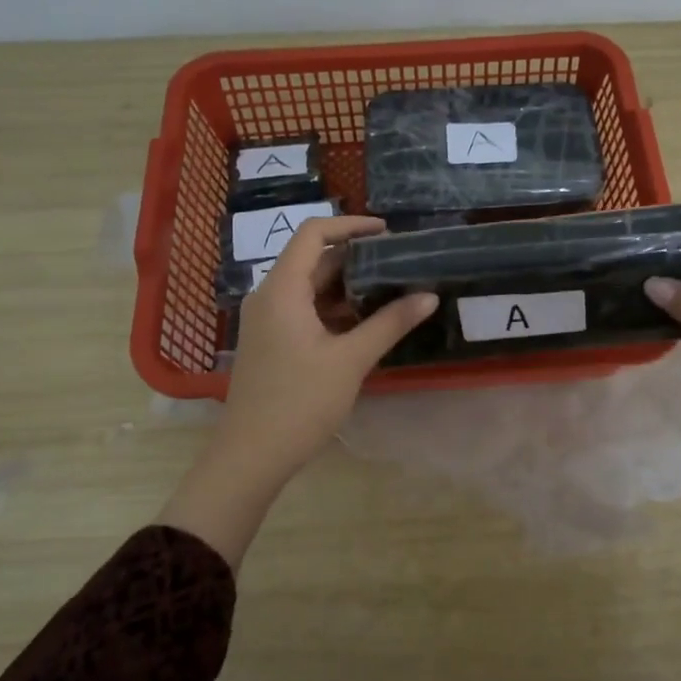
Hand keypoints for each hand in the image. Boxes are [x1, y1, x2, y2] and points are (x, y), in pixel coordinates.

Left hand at [160, 216, 436, 569]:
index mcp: (282, 290)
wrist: (251, 455)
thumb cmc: (300, 402)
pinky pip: (303, 309)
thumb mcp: (351, 360)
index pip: (313, 234)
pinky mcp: (271, 341)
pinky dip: (333, 308)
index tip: (387, 232)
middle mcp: (270, 296)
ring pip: (309, 287)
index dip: (350, 225)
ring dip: (346, 285)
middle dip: (355, 257)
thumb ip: (390, 323)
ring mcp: (267, 320)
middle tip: (398, 263)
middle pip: (312, 259)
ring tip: (390, 289)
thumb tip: (429, 296)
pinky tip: (365, 322)